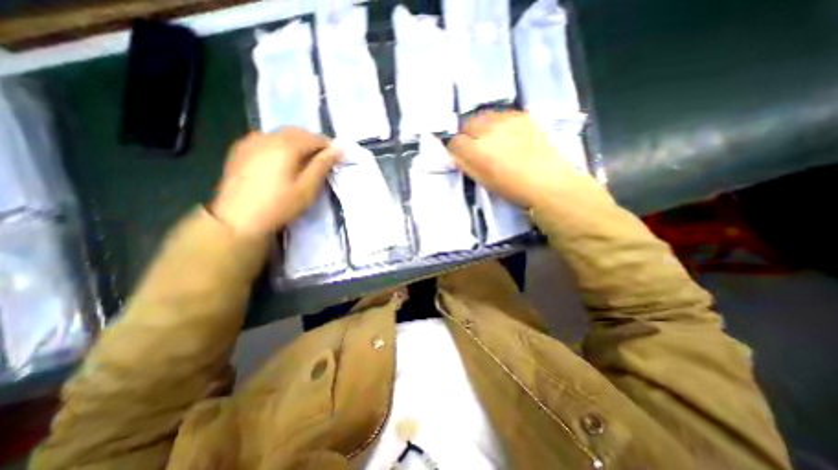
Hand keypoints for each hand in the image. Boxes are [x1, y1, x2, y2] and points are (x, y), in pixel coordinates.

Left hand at [210, 126, 340, 236]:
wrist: (237, 219)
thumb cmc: (280, 205)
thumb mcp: (308, 188)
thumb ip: (322, 165)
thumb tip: (338, 149)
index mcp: (286, 145)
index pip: (315, 138)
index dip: (329, 147)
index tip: (336, 160)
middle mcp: (267, 136)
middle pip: (297, 132)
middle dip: (313, 143)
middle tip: (321, 161)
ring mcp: (250, 141)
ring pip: (280, 134)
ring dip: (296, 143)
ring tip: (302, 161)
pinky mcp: (240, 150)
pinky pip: (265, 140)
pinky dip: (279, 145)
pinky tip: (280, 161)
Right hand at [448, 110, 584, 206]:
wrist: (548, 182)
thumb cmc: (512, 188)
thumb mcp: (483, 181)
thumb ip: (466, 165)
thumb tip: (457, 155)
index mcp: (476, 152)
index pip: (455, 142)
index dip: (456, 150)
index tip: (462, 156)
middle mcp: (488, 131)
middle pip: (467, 124)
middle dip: (468, 135)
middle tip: (476, 146)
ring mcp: (507, 120)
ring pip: (484, 116)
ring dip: (483, 127)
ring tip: (492, 138)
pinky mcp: (523, 116)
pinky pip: (502, 114)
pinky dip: (499, 123)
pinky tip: (508, 135)